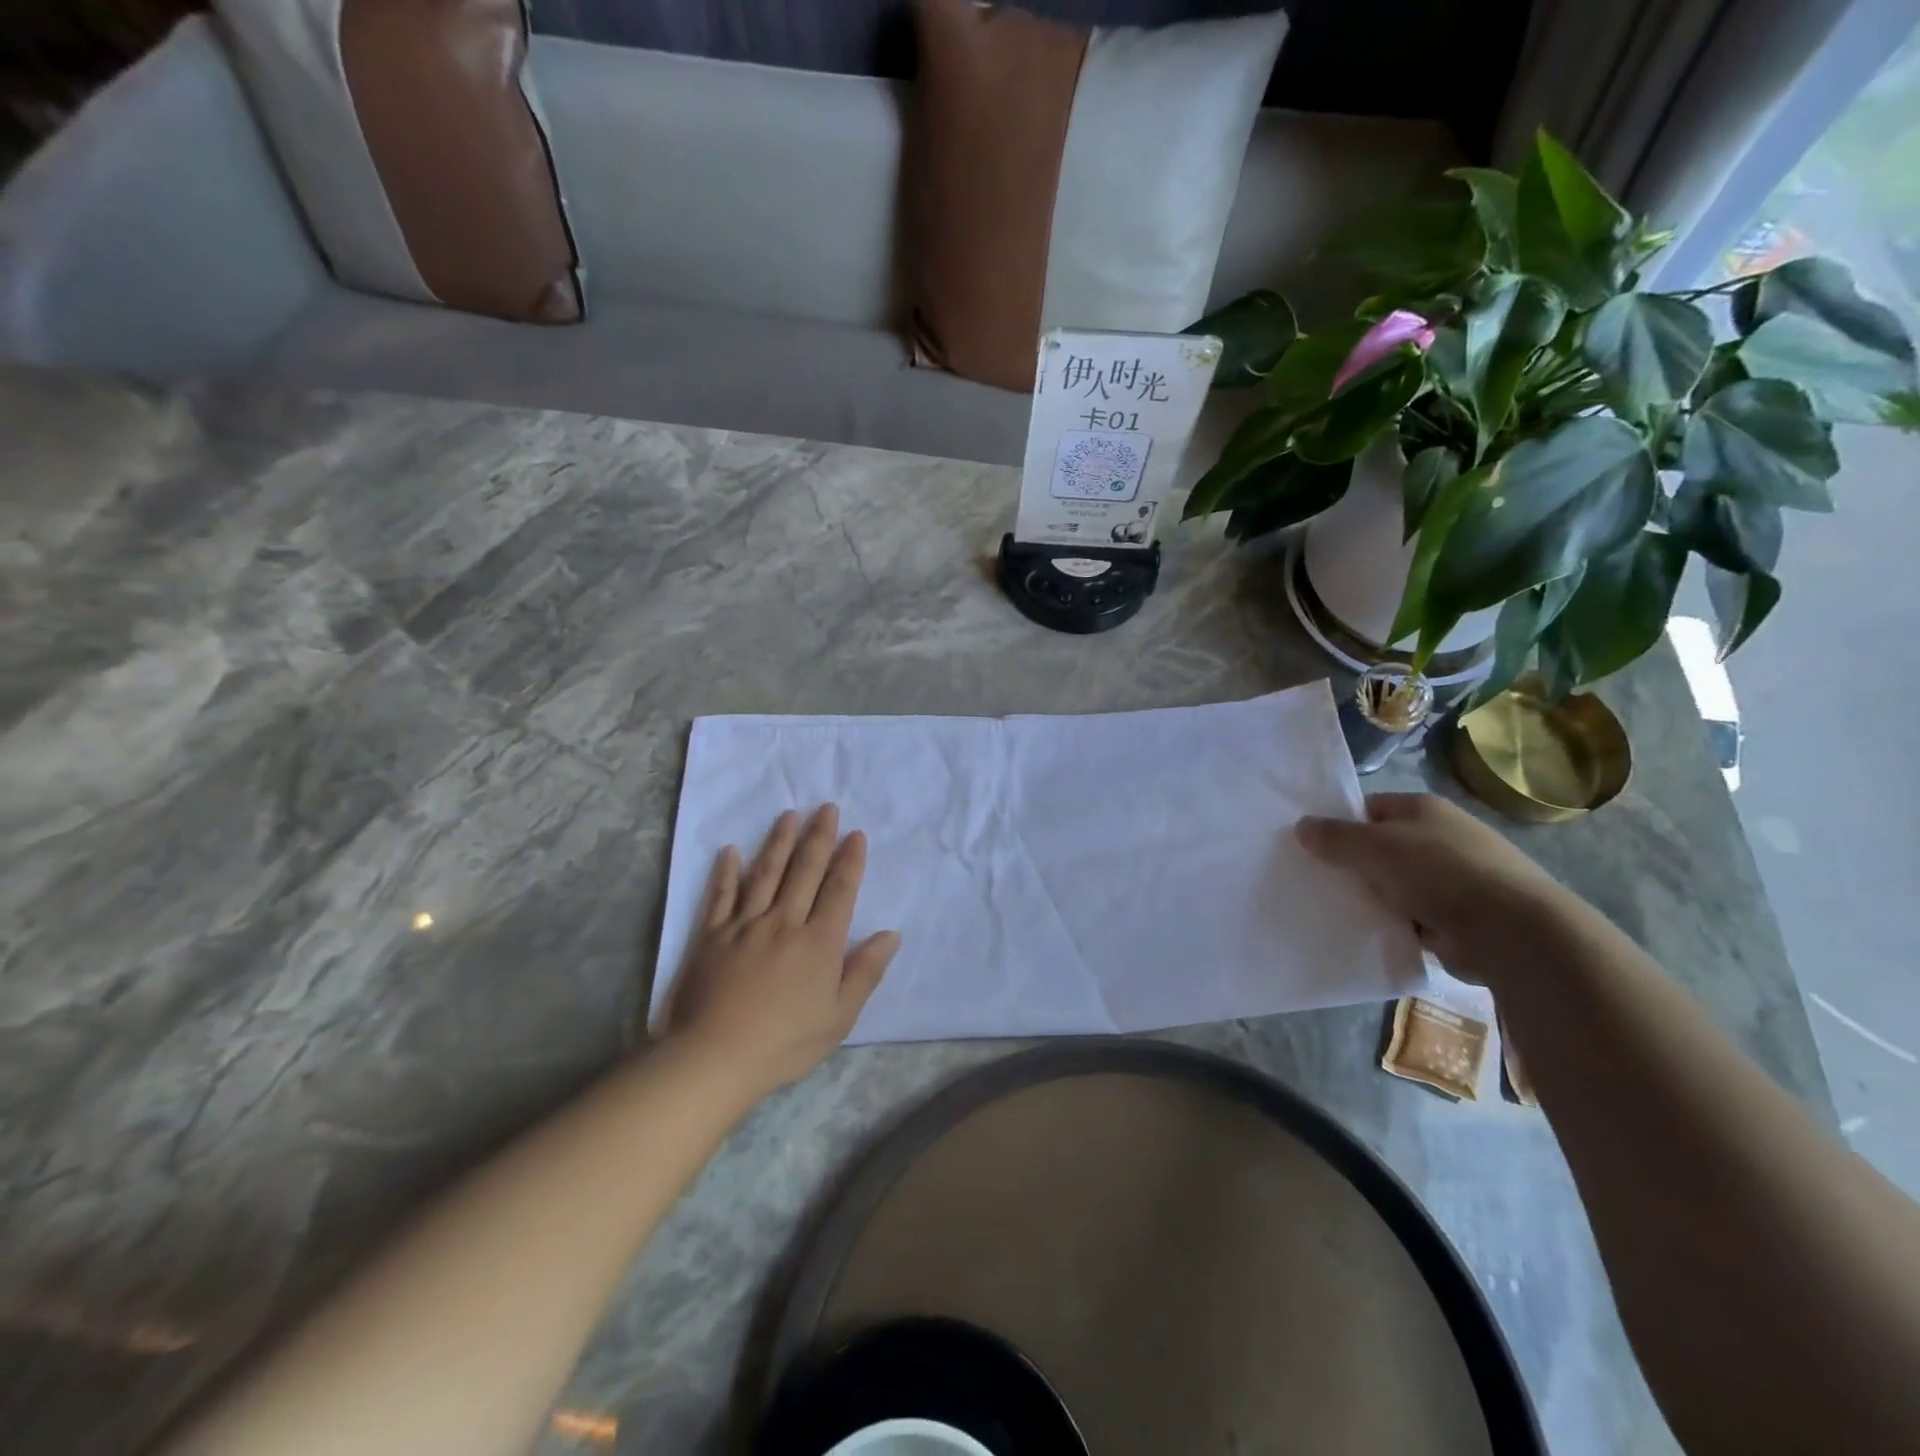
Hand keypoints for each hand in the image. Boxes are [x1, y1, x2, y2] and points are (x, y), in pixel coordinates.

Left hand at [665, 805, 899, 1096]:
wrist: (716, 1057)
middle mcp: (784, 922)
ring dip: (779, 842)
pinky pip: (721, 896)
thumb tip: (890, 934)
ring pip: (766, 874)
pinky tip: (730, 851)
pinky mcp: (712, 936)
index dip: (850, 861)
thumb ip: (865, 972)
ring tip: (789, 815)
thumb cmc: (785, 1042)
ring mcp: (745, 925)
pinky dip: (726, 872)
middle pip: (805, 872)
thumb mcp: (840, 1017)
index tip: (856, 834)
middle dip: (818, 837)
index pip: (840, 890)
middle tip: (826, 808)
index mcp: (819, 942)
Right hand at [1296, 792, 1569, 979]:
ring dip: (1371, 897)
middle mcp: (1440, 838)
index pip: (1368, 809)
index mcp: (1423, 809)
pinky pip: (1410, 916)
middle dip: (1352, 864)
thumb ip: (1335, 836)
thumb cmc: (1439, 872)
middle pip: (1380, 847)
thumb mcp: (1375, 846)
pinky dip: (1392, 923)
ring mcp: (1452, 879)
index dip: (1339, 824)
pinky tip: (1366, 932)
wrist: (1511, 932)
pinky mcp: (1458, 917)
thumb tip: (1301, 826)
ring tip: (1333, 908)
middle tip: (1314, 878)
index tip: (1311, 845)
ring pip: (1393, 884)